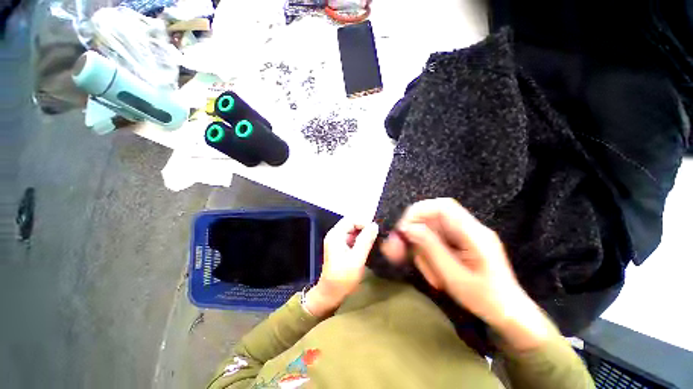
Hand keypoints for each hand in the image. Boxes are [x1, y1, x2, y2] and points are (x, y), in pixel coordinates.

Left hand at [304, 219, 378, 317]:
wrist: (331, 294)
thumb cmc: (343, 277)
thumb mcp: (357, 258)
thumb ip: (366, 240)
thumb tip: (375, 225)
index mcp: (336, 234)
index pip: (351, 219)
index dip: (364, 222)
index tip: (376, 230)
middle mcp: (335, 234)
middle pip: (351, 224)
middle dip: (364, 227)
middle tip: (377, 235)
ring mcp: (337, 241)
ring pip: (352, 231)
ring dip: (363, 233)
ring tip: (375, 239)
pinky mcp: (340, 248)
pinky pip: (351, 238)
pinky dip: (360, 239)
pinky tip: (368, 245)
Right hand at [381, 198, 553, 349]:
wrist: (509, 313)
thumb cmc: (486, 299)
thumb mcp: (454, 276)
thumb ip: (431, 248)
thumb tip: (408, 228)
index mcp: (474, 233)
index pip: (442, 206)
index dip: (418, 213)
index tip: (403, 231)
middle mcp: (469, 228)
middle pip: (432, 217)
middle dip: (415, 233)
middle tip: (403, 252)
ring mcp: (464, 235)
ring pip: (431, 229)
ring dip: (421, 247)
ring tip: (428, 271)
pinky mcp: (460, 242)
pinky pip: (435, 239)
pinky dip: (427, 253)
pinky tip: (432, 270)